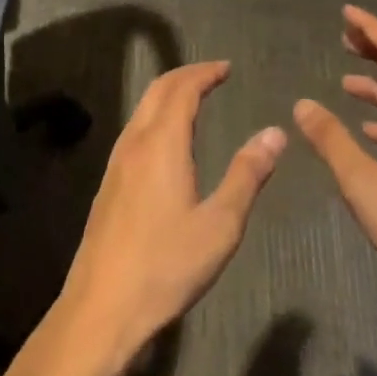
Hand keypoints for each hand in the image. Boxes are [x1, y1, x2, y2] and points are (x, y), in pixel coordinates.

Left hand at [56, 62, 286, 374]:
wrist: (101, 308)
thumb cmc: (166, 265)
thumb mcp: (220, 224)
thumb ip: (247, 175)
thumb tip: (275, 133)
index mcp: (162, 144)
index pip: (182, 89)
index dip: (205, 73)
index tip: (226, 67)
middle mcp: (135, 144)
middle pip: (157, 91)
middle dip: (185, 76)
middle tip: (213, 74)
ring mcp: (116, 164)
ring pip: (142, 111)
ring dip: (168, 95)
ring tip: (194, 99)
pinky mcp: (108, 185)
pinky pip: (134, 131)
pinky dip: (156, 117)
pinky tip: (167, 141)